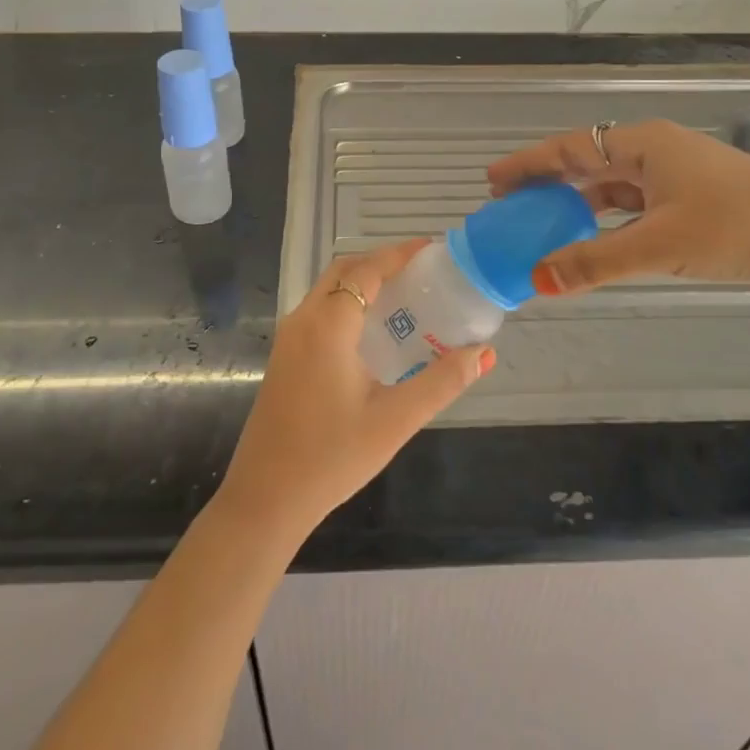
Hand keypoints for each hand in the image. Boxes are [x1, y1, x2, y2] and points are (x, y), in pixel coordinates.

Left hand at [215, 240, 492, 548]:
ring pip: (329, 291)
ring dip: (364, 284)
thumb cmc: (332, 457)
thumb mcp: (395, 420)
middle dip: (382, 264)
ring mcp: (289, 339)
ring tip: (406, 300)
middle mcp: (303, 320)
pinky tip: (374, 336)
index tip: (433, 250)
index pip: (367, 269)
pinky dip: (348, 305)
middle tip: (423, 276)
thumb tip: (484, 353)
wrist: (265, 500)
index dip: (400, 254)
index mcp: (328, 325)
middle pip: (345, 271)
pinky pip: (320, 312)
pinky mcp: (284, 358)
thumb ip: (442, 382)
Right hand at [487, 120, 749, 302]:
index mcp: (646, 145)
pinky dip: (607, 220)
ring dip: (577, 202)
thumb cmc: (736, 227)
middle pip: (589, 161)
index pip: (572, 148)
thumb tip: (536, 280)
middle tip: (510, 202)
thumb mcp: (659, 245)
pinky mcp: (694, 201)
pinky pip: (634, 204)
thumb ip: (594, 262)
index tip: (493, 180)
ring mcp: (678, 176)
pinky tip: (593, 238)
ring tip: (542, 222)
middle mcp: (657, 151)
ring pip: (613, 185)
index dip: (529, 165)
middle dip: (548, 181)